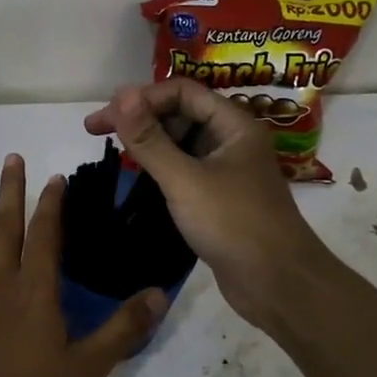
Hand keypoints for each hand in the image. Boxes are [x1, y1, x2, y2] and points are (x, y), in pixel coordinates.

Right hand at [84, 81, 334, 332]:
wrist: (278, 284)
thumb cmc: (233, 224)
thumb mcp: (184, 179)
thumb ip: (150, 139)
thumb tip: (121, 94)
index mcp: (234, 125)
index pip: (181, 92)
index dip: (141, 99)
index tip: (103, 118)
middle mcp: (233, 140)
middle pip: (181, 113)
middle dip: (141, 118)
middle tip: (98, 133)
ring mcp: (228, 170)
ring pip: (182, 142)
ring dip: (149, 142)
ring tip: (115, 152)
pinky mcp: (221, 197)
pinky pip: (186, 169)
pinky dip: (161, 167)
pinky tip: (139, 177)